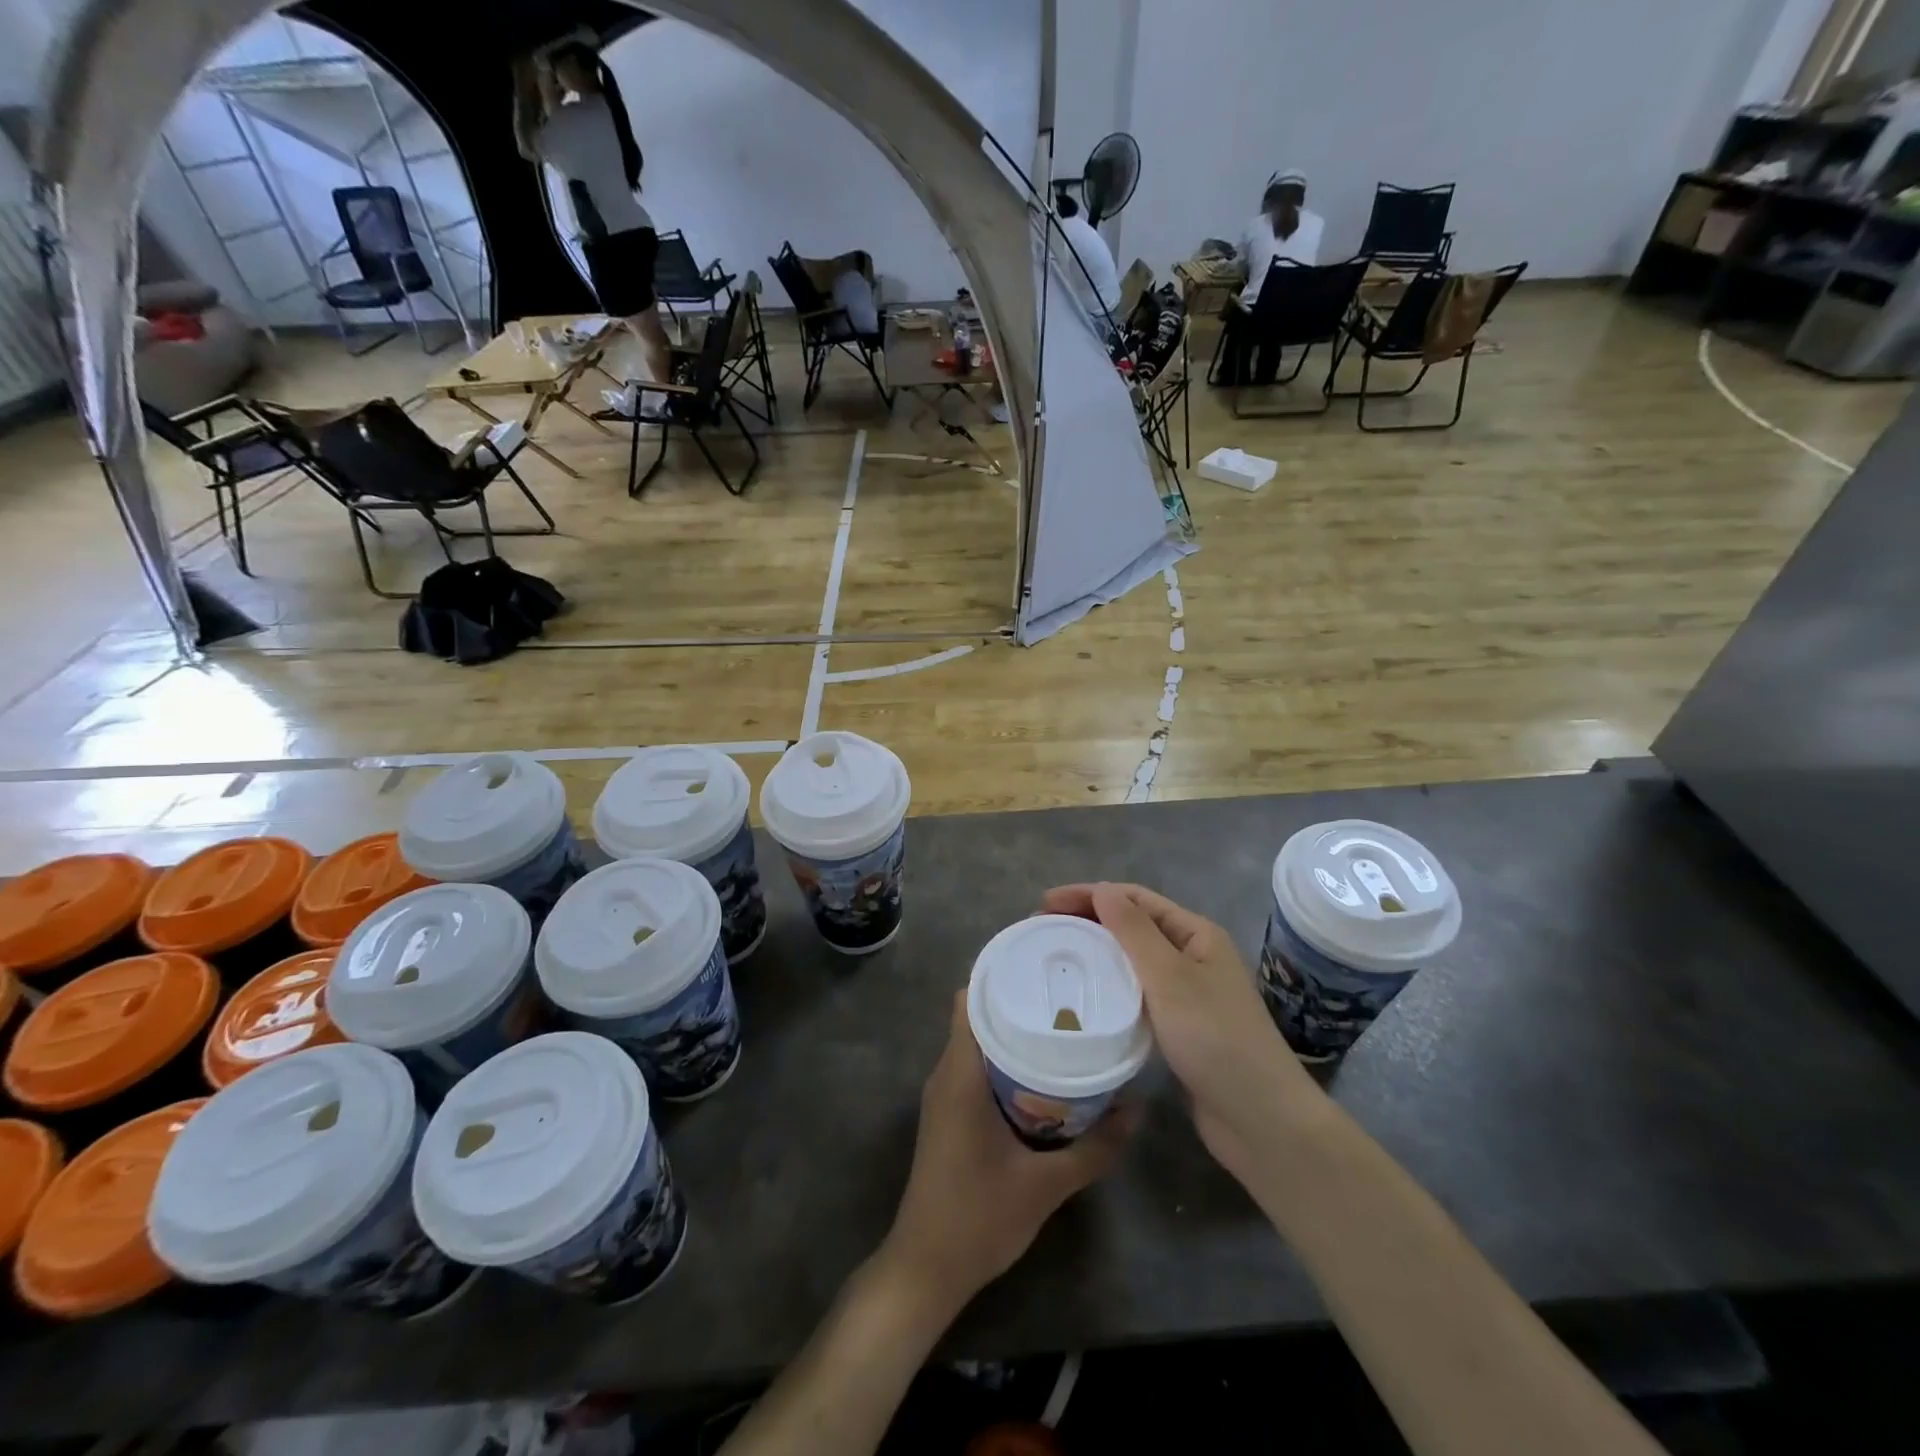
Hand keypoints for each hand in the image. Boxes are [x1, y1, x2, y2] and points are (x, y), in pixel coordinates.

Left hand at [877, 993, 1131, 1316]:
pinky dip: (1005, 1059)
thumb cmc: (978, 1218)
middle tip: (1069, 996)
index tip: (1045, 966)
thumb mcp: (1046, 1185)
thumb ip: (1095, 1148)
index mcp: (960, 1074)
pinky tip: (1042, 1073)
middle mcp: (947, 1073)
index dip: (1003, 974)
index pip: (972, 998)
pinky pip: (976, 1067)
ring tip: (1062, 1026)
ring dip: (1013, 1032)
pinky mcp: (949, 1114)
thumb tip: (1136, 1109)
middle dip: (1019, 1001)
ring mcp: (944, 1095)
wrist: (926, 1269)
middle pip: (978, 1015)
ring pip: (977, 1042)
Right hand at [1041, 884, 1323, 1180]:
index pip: (1134, 899)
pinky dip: (1109, 988)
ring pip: (1132, 961)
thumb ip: (1134, 931)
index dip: (1089, 894)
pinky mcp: (1178, 1027)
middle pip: (1132, 926)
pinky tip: (1086, 998)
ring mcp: (1187, 993)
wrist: (1260, 1119)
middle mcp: (1192, 956)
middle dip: (1088, 921)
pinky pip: (1136, 994)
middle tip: (1043, 930)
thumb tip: (1102, 889)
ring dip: (1097, 953)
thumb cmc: (1216, 1038)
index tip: (1044, 904)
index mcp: (1196, 934)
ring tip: (1056, 958)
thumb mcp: (1170, 977)